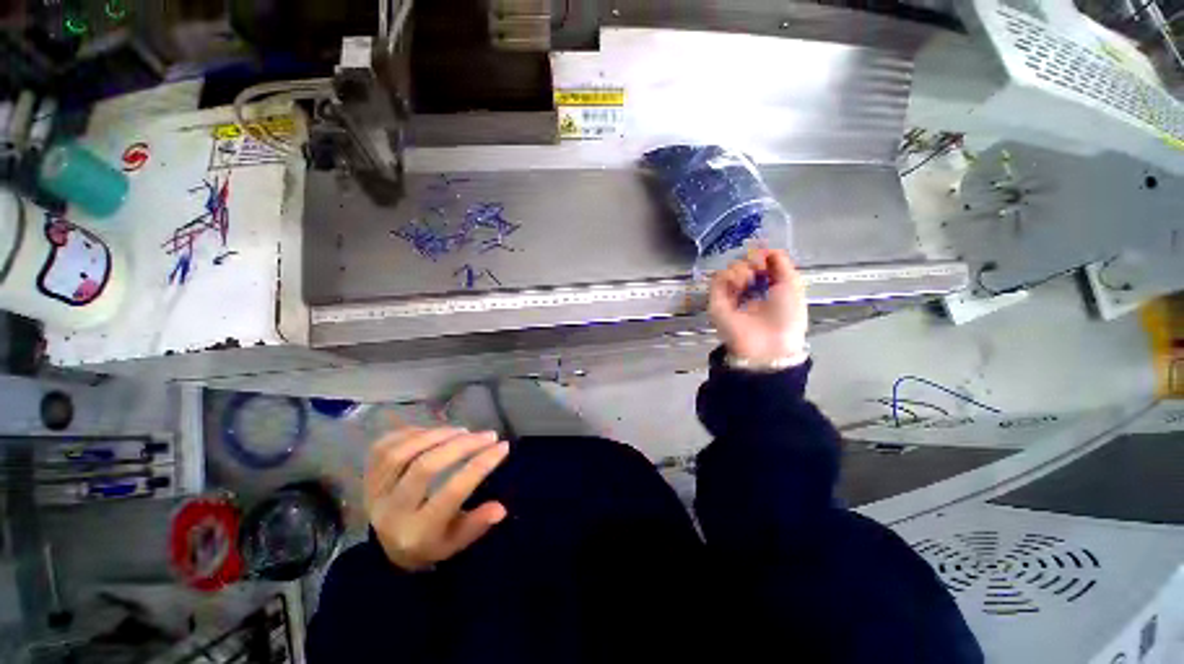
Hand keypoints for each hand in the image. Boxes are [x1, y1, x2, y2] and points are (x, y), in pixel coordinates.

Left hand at [364, 427, 509, 570]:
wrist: (385, 550)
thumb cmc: (430, 544)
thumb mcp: (456, 543)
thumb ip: (477, 525)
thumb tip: (501, 508)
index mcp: (417, 532)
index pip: (452, 492)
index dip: (480, 465)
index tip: (502, 447)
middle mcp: (391, 511)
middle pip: (425, 467)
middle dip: (461, 445)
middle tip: (487, 435)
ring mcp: (374, 492)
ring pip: (402, 452)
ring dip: (436, 435)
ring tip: (463, 430)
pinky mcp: (367, 477)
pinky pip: (384, 446)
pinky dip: (411, 433)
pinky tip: (433, 431)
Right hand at [708, 249, 807, 363]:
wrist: (769, 342)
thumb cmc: (787, 317)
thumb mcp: (793, 285)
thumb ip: (782, 263)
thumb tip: (768, 249)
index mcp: (767, 288)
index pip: (759, 264)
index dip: (762, 257)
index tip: (766, 257)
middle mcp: (748, 291)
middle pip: (743, 264)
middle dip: (751, 262)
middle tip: (758, 270)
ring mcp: (731, 296)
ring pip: (729, 269)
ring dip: (741, 269)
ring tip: (748, 281)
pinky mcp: (717, 301)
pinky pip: (717, 279)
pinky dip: (728, 275)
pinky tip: (740, 282)